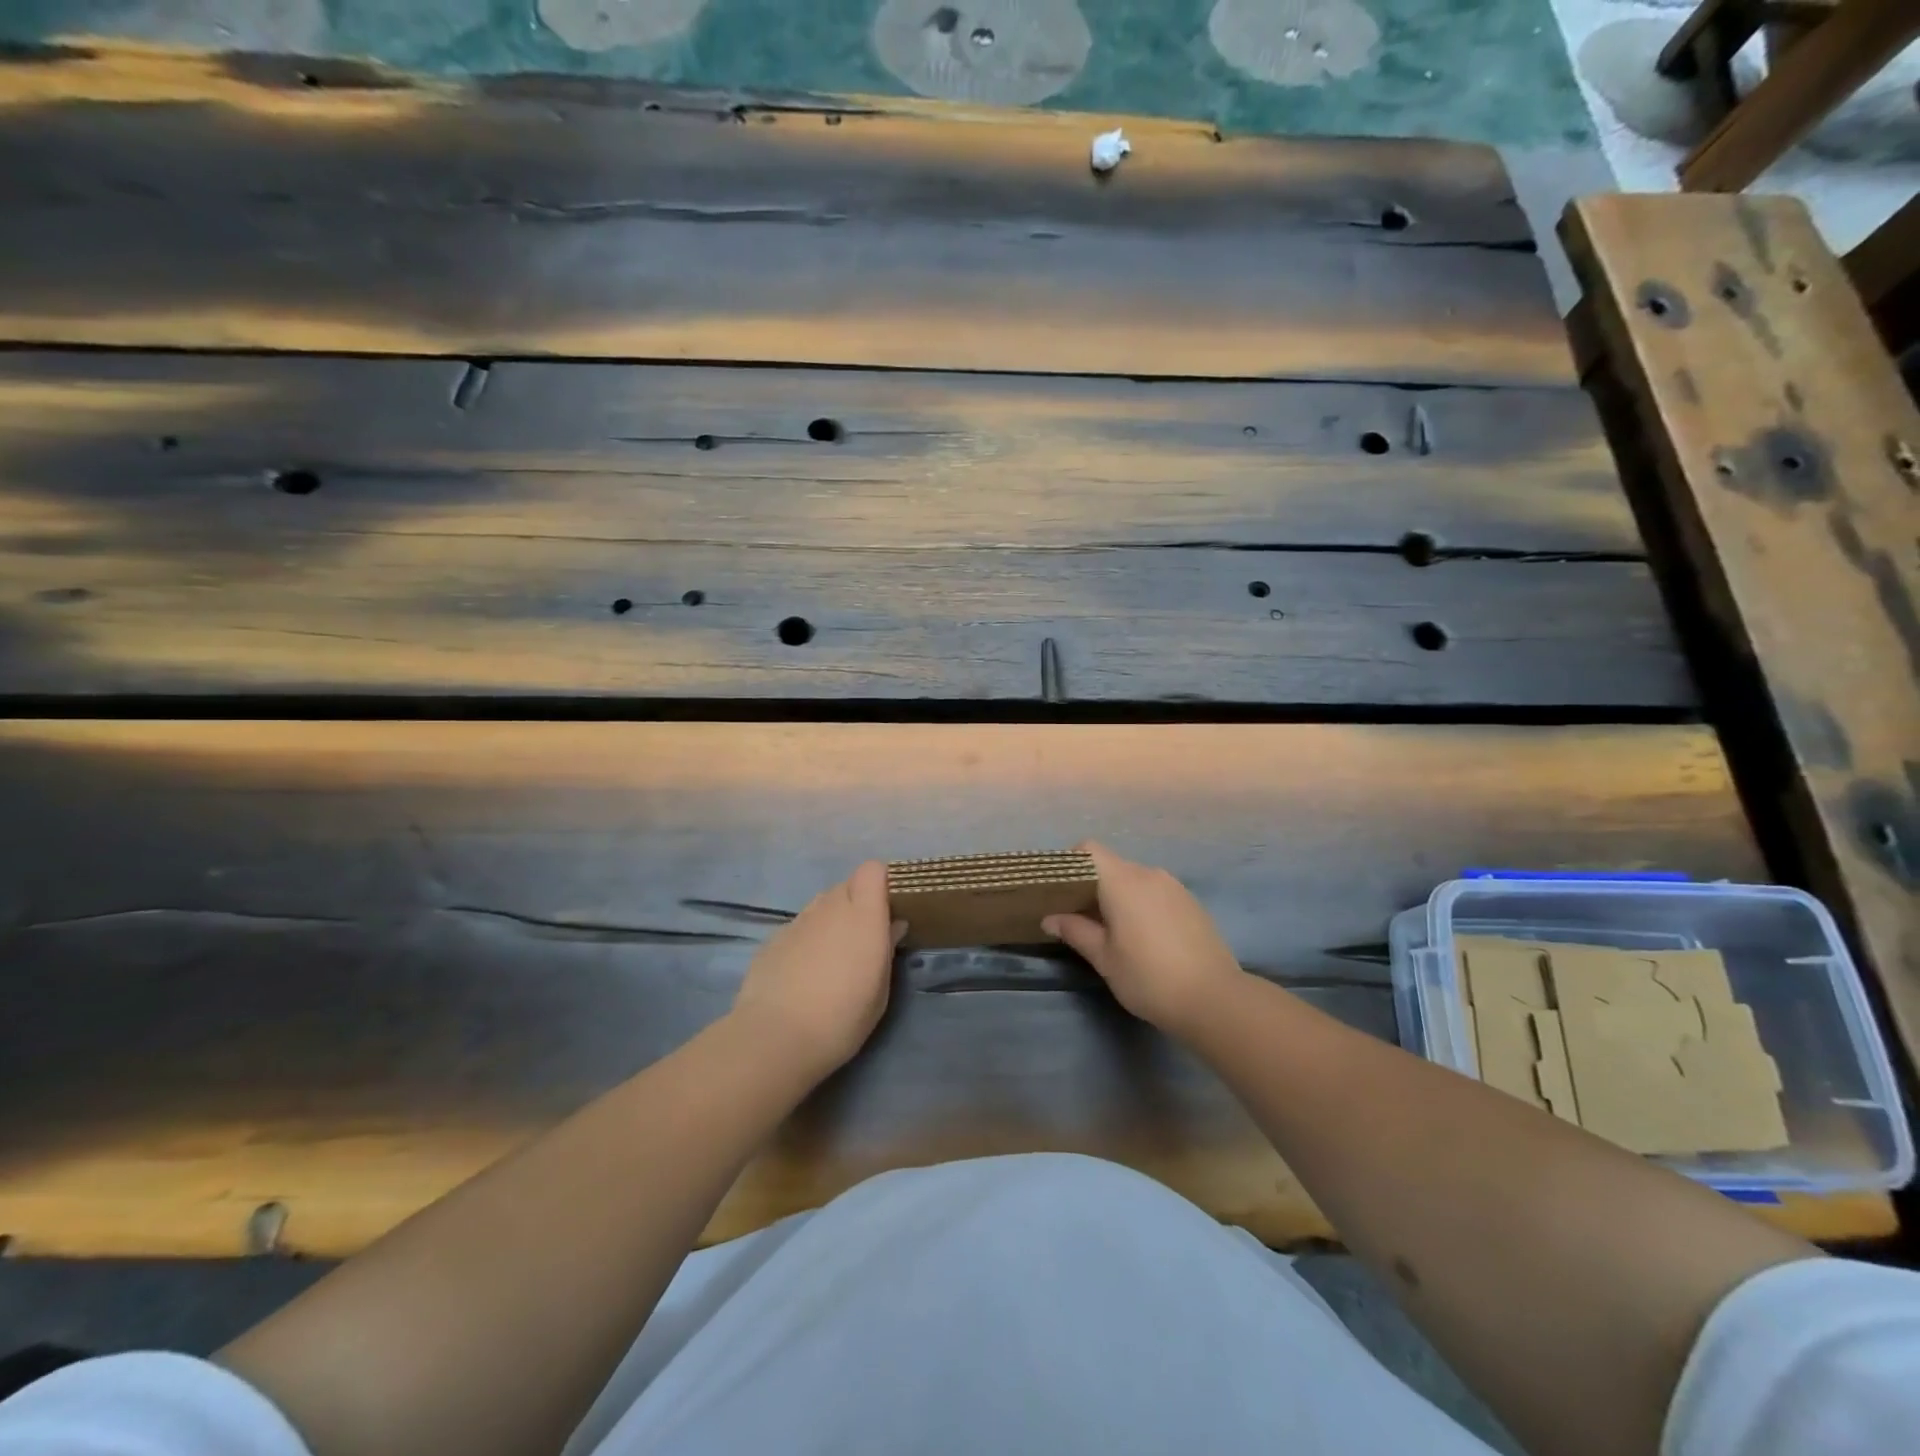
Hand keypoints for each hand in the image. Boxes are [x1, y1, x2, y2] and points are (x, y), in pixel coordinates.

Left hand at [730, 861, 905, 1078]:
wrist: (777, 1037)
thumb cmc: (843, 1017)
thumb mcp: (880, 990)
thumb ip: (887, 949)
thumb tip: (893, 925)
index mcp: (863, 915)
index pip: (873, 870)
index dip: (881, 882)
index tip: (888, 908)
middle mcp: (830, 907)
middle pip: (847, 886)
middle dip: (857, 903)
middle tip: (863, 938)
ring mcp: (799, 921)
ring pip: (821, 905)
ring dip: (831, 920)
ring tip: (832, 958)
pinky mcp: (773, 938)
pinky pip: (799, 927)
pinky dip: (807, 939)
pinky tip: (803, 973)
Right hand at [1043, 841, 1244, 1038]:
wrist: (1215, 1000)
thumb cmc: (1149, 977)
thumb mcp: (1104, 958)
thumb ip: (1076, 931)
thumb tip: (1050, 918)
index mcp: (1123, 881)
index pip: (1089, 850)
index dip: (1070, 862)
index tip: (1059, 889)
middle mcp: (1149, 874)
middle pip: (1111, 865)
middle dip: (1091, 885)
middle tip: (1077, 915)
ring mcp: (1174, 887)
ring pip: (1135, 879)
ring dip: (1117, 896)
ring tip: (1110, 929)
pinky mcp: (1191, 903)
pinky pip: (1155, 892)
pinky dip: (1140, 903)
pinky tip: (1141, 936)